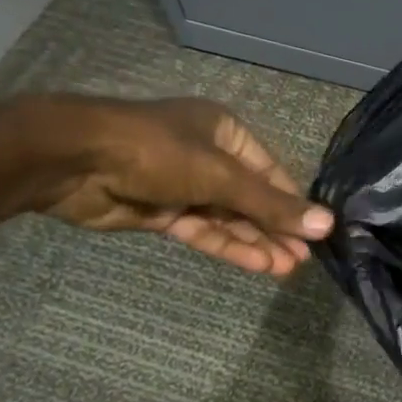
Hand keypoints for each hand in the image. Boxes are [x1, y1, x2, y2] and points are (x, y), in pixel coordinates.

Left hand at [31, 97, 333, 275]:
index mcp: (225, 132)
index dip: (293, 203)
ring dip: (256, 242)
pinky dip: (228, 246)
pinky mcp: (161, 212)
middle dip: (276, 228)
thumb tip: (327, 225)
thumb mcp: (222, 176)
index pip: (271, 172)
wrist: (74, 161)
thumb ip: (271, 205)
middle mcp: (207, 156)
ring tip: (287, 269)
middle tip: (305, 260)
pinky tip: (257, 265)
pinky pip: (203, 230)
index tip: (318, 233)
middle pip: (251, 198)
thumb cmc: (158, 152)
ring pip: (228, 218)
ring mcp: (183, 186)